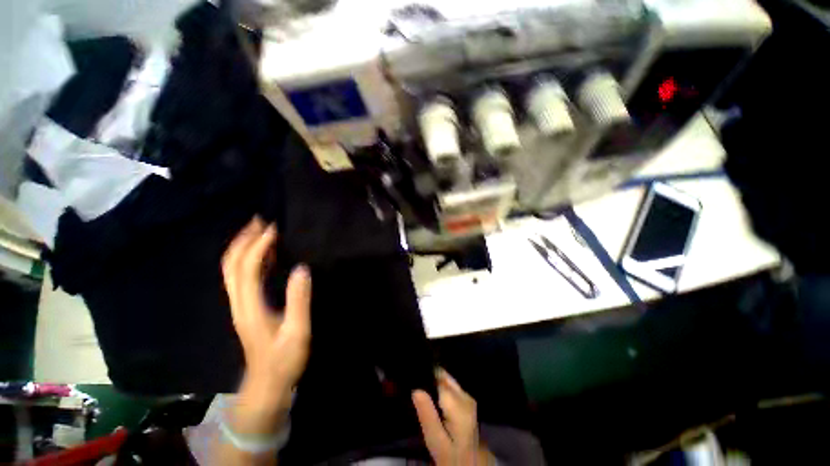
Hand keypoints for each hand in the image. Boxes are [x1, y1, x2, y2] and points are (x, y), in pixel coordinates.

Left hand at [221, 217, 311, 433]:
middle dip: (243, 240)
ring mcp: (240, 305)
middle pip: (231, 264)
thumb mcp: (297, 331)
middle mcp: (239, 302)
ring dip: (243, 247)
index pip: (247, 268)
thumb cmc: (284, 359)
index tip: (274, 229)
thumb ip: (299, 300)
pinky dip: (248, 259)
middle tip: (259, 221)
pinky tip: (264, 254)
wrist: (266, 383)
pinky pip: (241, 277)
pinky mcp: (246, 307)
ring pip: (232, 269)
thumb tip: (301, 268)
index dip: (258, 245)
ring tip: (259, 230)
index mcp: (250, 306)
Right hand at [412, 369, 491, 464]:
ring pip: (446, 379)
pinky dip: (438, 389)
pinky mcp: (466, 401)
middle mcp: (464, 394)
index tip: (411, 380)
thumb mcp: (436, 440)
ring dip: (433, 383)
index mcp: (458, 402)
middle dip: (428, 378)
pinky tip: (430, 399)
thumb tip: (416, 389)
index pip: (438, 376)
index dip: (424, 375)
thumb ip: (427, 414)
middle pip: (443, 375)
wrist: (472, 465)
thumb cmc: (452, 456)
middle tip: (414, 389)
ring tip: (420, 393)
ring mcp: (467, 397)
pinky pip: (449, 386)